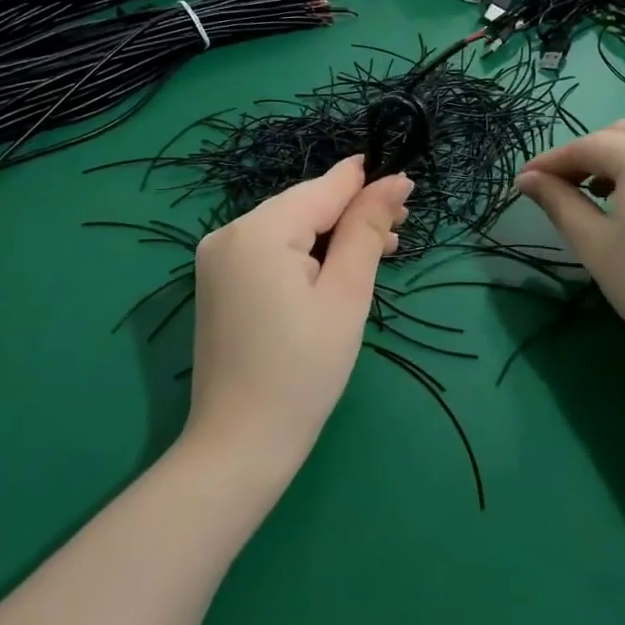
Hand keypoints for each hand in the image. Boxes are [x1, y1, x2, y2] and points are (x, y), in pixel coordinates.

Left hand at [186, 156, 412, 480]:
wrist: (241, 444)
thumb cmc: (304, 369)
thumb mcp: (346, 294)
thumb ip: (366, 229)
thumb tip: (394, 179)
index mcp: (258, 230)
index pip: (323, 189)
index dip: (368, 185)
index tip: (408, 191)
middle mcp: (228, 233)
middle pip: (303, 207)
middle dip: (351, 216)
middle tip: (399, 234)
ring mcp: (217, 259)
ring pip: (288, 229)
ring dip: (331, 237)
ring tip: (378, 253)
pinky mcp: (218, 283)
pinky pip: (270, 252)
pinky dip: (305, 257)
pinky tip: (334, 272)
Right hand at [514, 119, 624, 376]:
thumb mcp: (593, 243)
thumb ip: (558, 202)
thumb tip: (527, 180)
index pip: (585, 146)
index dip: (550, 162)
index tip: (523, 180)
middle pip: (621, 134)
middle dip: (587, 153)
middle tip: (561, 186)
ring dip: (619, 159)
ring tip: (597, 194)